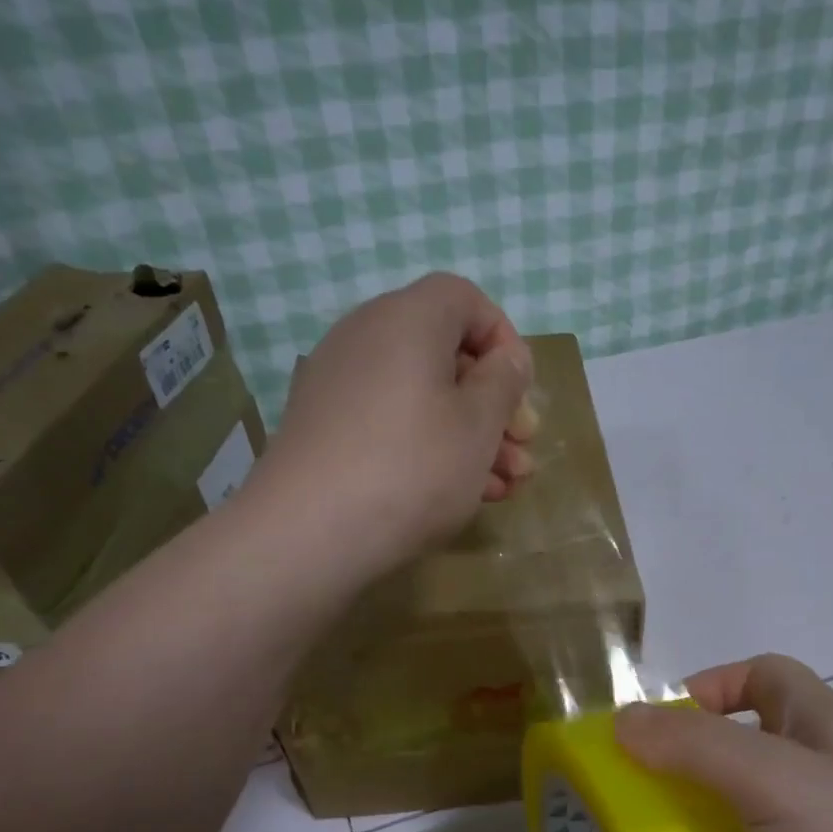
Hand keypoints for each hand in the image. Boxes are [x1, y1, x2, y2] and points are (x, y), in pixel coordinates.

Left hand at [250, 273, 536, 578]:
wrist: (309, 532)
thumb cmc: (413, 468)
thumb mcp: (479, 425)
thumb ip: (504, 382)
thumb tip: (506, 360)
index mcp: (406, 319)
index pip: (464, 299)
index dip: (504, 339)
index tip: (522, 391)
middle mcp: (366, 338)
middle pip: (446, 355)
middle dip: (494, 404)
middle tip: (523, 449)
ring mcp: (339, 385)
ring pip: (422, 397)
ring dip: (470, 436)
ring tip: (503, 485)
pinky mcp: (325, 429)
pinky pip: (391, 423)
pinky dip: (428, 447)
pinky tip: (458, 493)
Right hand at [615, 655, 832, 831]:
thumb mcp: (771, 778)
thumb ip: (694, 744)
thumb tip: (621, 719)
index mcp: (822, 727)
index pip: (764, 675)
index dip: (714, 683)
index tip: (662, 722)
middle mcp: (824, 775)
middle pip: (747, 747)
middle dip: (692, 762)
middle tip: (637, 794)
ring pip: (746, 815)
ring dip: (700, 825)